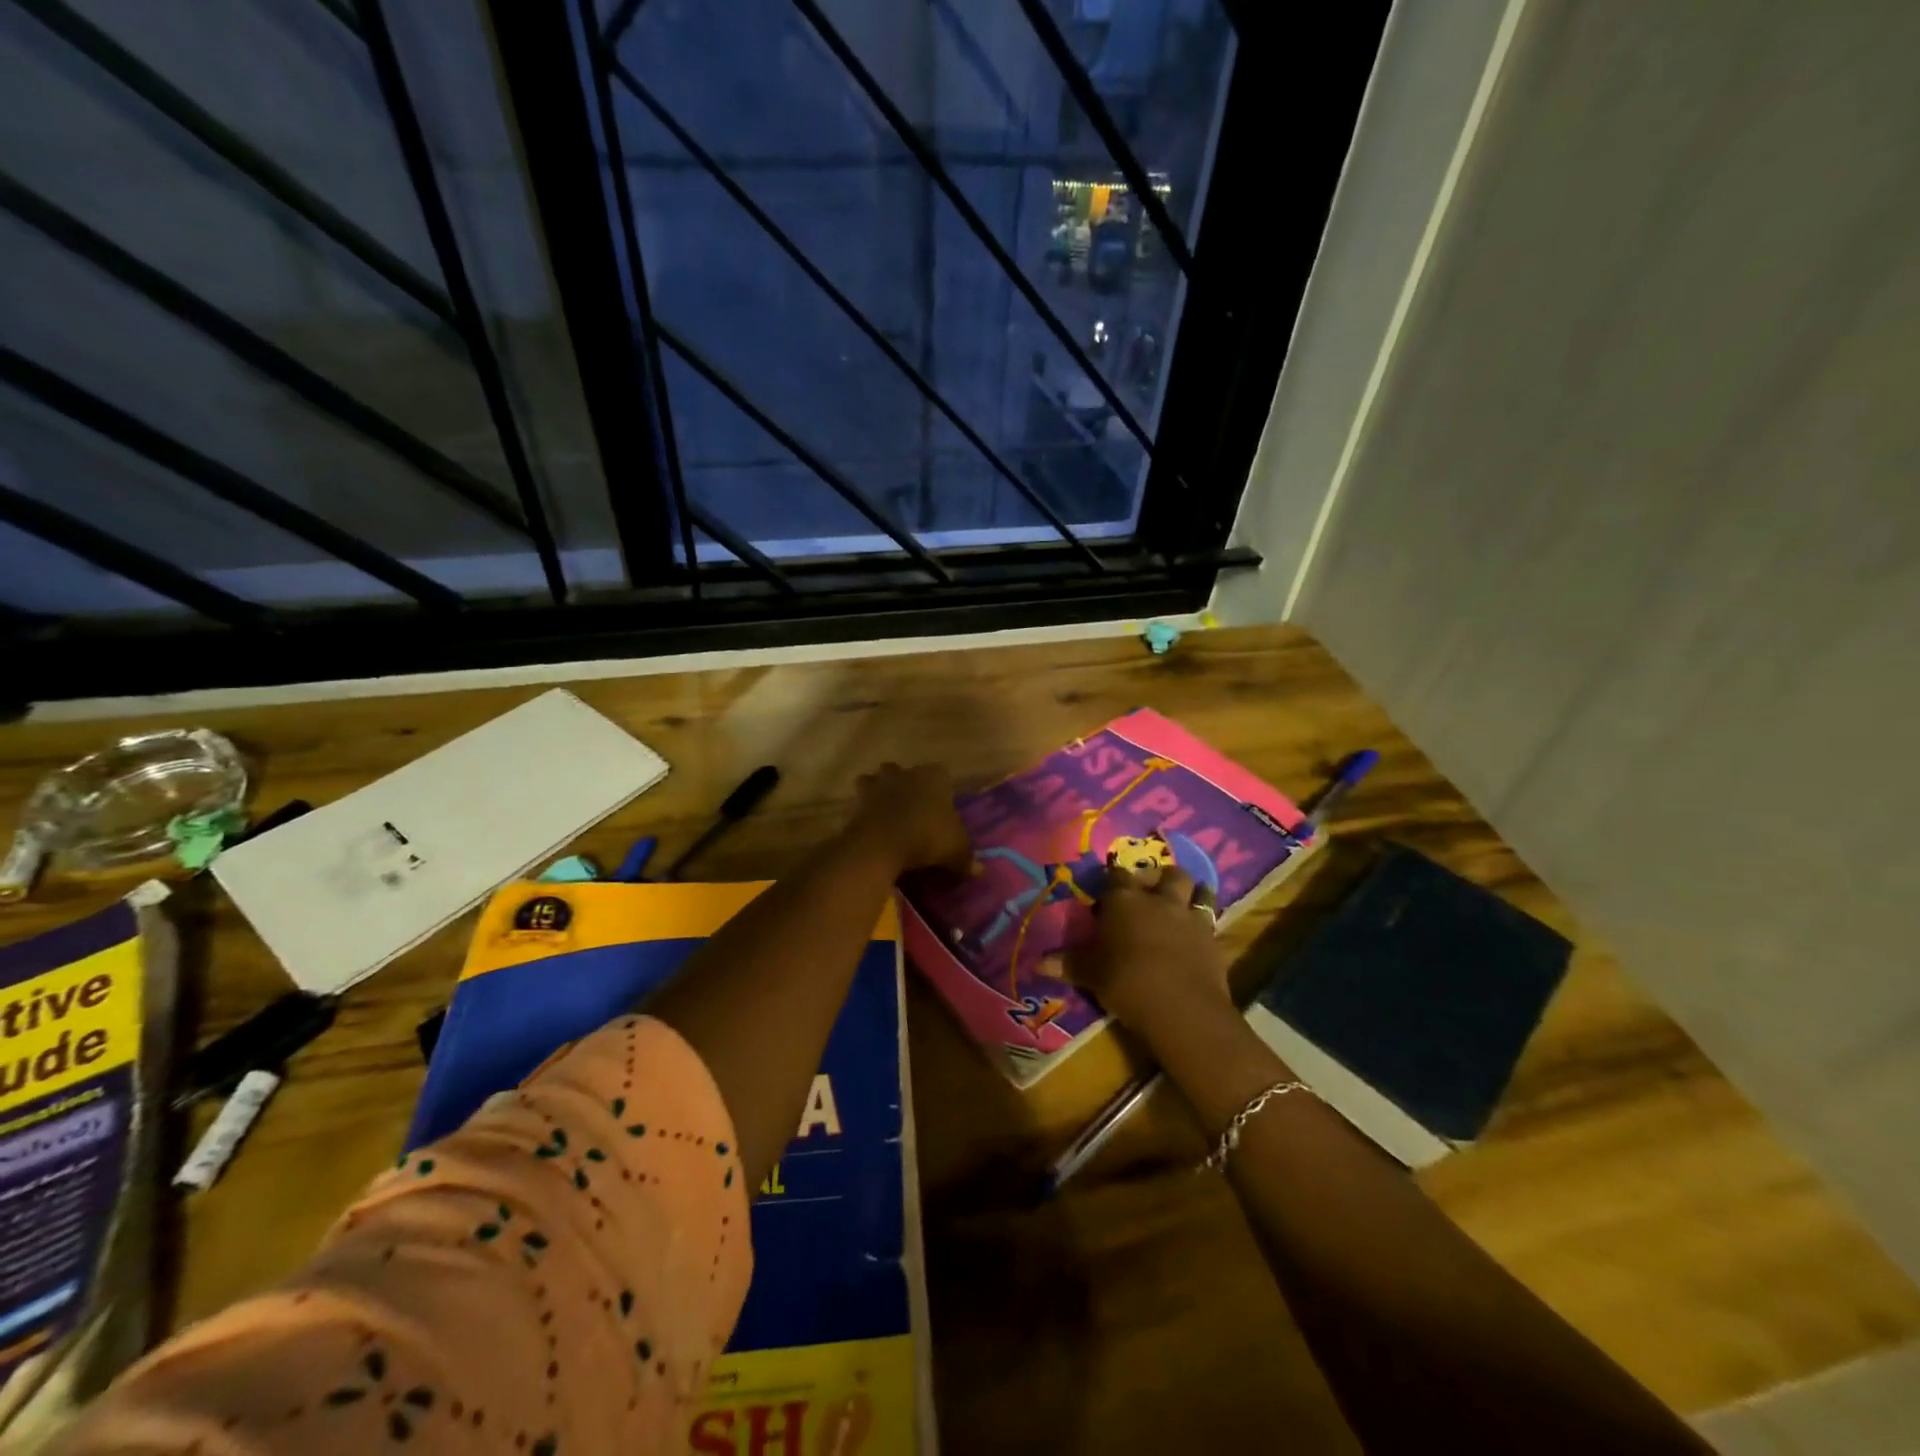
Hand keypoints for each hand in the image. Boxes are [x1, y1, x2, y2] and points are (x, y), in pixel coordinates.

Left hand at [847, 762, 972, 874]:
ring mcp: (878, 784)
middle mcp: (905, 773)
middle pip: (905, 773)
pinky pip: (860, 802)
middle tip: (913, 809)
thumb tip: (979, 870)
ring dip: (879, 791)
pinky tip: (870, 827)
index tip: (943, 806)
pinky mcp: (856, 800)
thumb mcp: (955, 851)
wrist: (881, 843)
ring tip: (885, 813)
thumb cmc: (927, 838)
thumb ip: (967, 859)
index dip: (942, 789)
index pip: (942, 774)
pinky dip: (863, 811)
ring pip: (876, 780)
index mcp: (933, 777)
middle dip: (906, 786)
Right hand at [1066, 865, 1231, 1037]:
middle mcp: (1158, 899)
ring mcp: (1189, 915)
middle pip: (1164, 873)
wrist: (1181, 1007)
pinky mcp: (1212, 937)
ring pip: (1195, 887)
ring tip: (1181, 901)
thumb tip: (1038, 963)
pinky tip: (1197, 931)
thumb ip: (1068, 963)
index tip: (1107, 890)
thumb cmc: (1126, 981)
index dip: (1112, 880)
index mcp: (1124, 900)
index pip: (1116, 876)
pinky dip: (1203, 920)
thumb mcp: (1090, 974)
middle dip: (1157, 877)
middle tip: (1149, 890)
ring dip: (1189, 890)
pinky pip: (1211, 916)